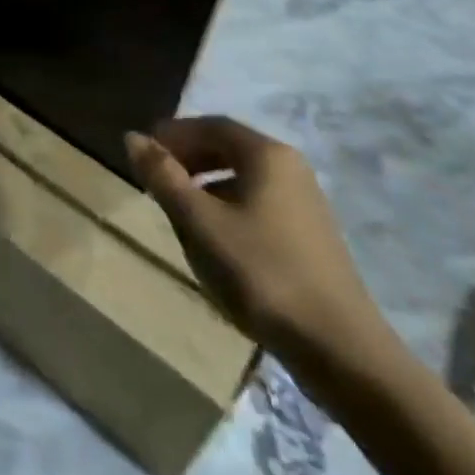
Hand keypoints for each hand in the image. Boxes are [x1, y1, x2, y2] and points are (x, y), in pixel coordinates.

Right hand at [126, 117, 392, 372]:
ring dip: (207, 186)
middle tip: (156, 181)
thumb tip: (133, 137)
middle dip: (189, 158)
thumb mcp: (200, 223)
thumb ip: (164, 177)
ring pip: (244, 178)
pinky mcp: (311, 236)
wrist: (340, 350)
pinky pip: (259, 203)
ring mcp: (305, 202)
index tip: (143, 153)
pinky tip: (217, 242)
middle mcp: (290, 167)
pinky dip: (229, 208)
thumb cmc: (261, 273)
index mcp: (266, 154)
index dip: (173, 134)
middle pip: (229, 148)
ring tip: (180, 213)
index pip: (211, 125)